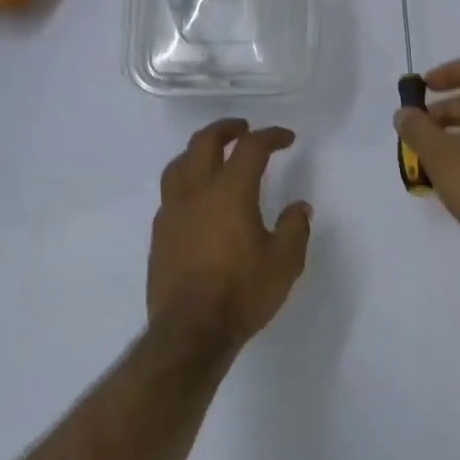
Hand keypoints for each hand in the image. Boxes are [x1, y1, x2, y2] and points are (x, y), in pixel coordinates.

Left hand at [148, 120, 312, 355]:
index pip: (250, 148)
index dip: (270, 136)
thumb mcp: (283, 263)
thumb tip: (299, 207)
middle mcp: (196, 192)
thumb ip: (294, 228)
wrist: (190, 330)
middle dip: (226, 128)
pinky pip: (170, 192)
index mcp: (230, 192)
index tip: (286, 138)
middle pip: (205, 142)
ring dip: (199, 150)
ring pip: (179, 163)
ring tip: (214, 155)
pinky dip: (186, 180)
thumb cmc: (241, 293)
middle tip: (243, 128)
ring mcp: (172, 211)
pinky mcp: (159, 232)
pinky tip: (196, 197)